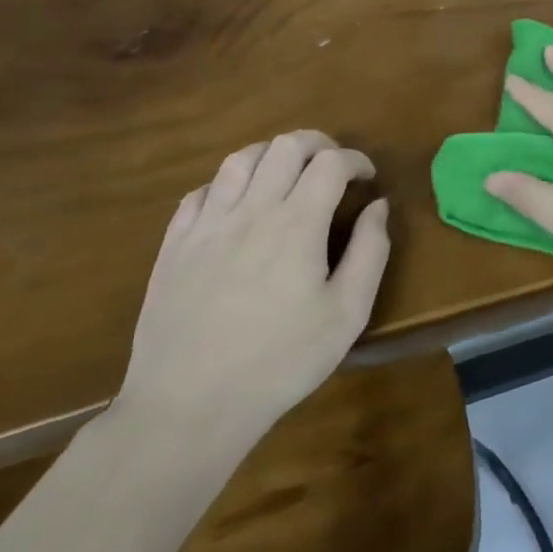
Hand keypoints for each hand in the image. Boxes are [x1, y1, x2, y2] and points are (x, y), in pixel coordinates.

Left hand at [116, 132, 390, 450]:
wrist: (188, 407)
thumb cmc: (279, 362)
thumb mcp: (347, 314)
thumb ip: (371, 252)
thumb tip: (379, 206)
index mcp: (297, 223)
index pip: (331, 162)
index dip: (356, 160)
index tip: (367, 178)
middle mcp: (251, 210)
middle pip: (286, 146)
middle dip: (318, 144)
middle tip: (333, 166)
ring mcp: (206, 225)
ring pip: (240, 159)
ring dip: (273, 155)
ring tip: (288, 175)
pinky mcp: (173, 246)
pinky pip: (200, 192)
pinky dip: (227, 185)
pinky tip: (237, 206)